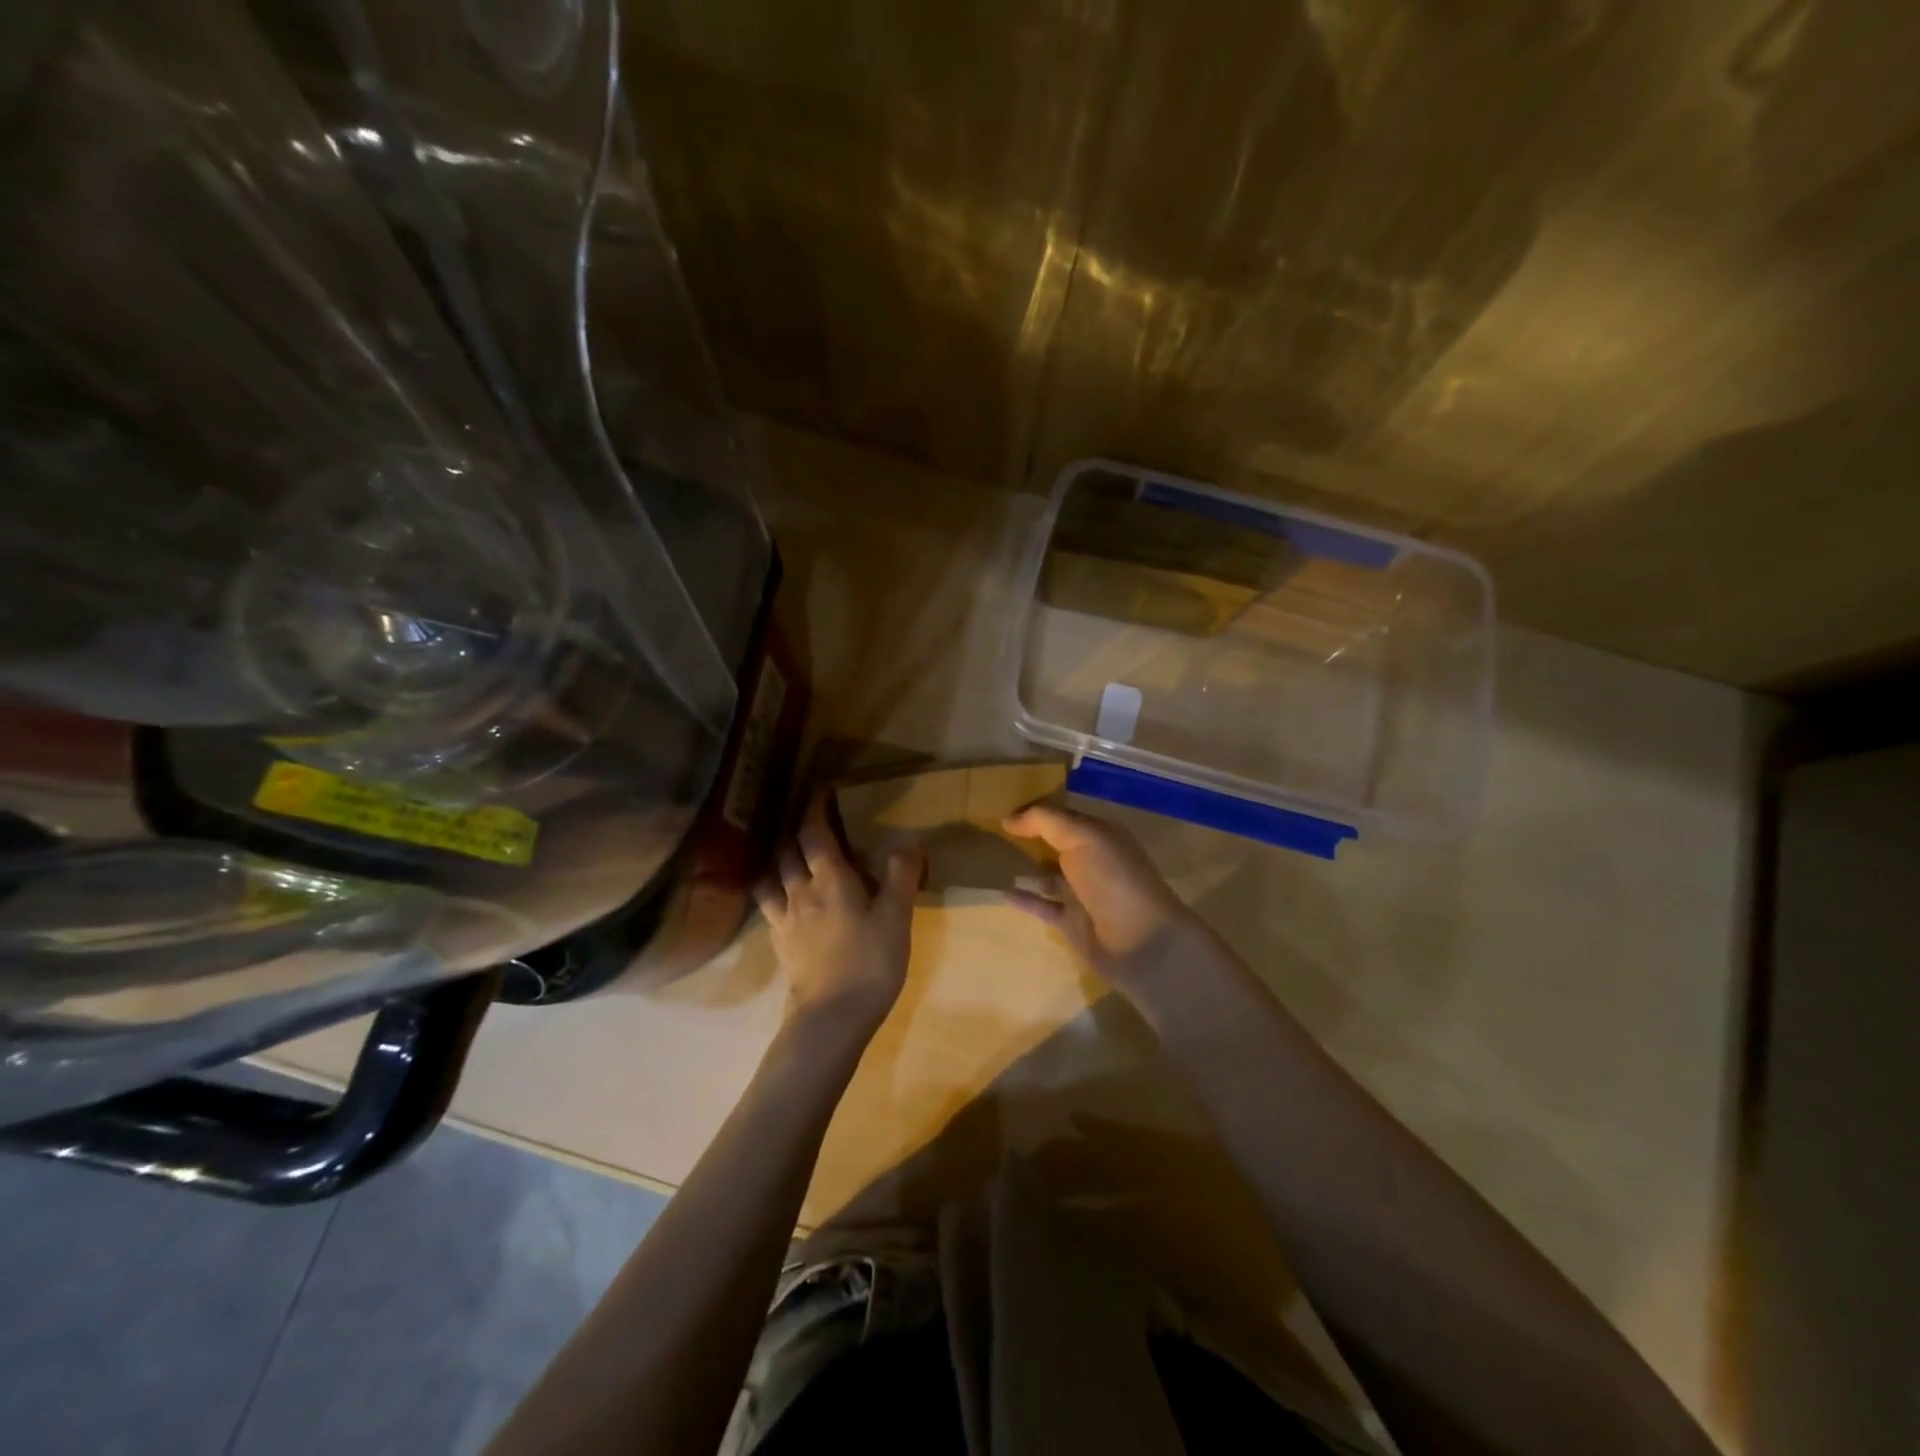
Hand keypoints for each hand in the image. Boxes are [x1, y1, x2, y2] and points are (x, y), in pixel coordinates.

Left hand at [755, 797, 923, 1035]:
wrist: (831, 1018)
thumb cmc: (869, 962)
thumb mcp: (896, 917)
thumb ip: (901, 874)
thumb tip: (908, 837)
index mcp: (830, 879)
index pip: (814, 833)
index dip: (816, 809)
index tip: (822, 792)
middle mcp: (800, 891)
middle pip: (789, 852)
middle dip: (798, 833)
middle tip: (812, 826)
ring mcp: (784, 919)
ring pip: (772, 878)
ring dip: (780, 862)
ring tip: (791, 860)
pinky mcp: (779, 944)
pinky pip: (769, 909)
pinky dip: (774, 895)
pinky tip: (784, 903)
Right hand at [1001, 803, 1206, 995]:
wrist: (1141, 942)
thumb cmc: (1113, 880)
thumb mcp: (1082, 837)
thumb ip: (1045, 821)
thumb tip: (1008, 818)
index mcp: (1099, 834)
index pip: (1061, 814)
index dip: (1034, 810)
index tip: (999, 806)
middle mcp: (1091, 860)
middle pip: (1053, 843)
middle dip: (1026, 836)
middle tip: (987, 829)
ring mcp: (1081, 893)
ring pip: (1045, 874)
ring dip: (1022, 866)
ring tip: (988, 859)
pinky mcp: (1070, 922)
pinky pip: (1041, 905)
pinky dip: (1022, 898)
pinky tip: (999, 890)